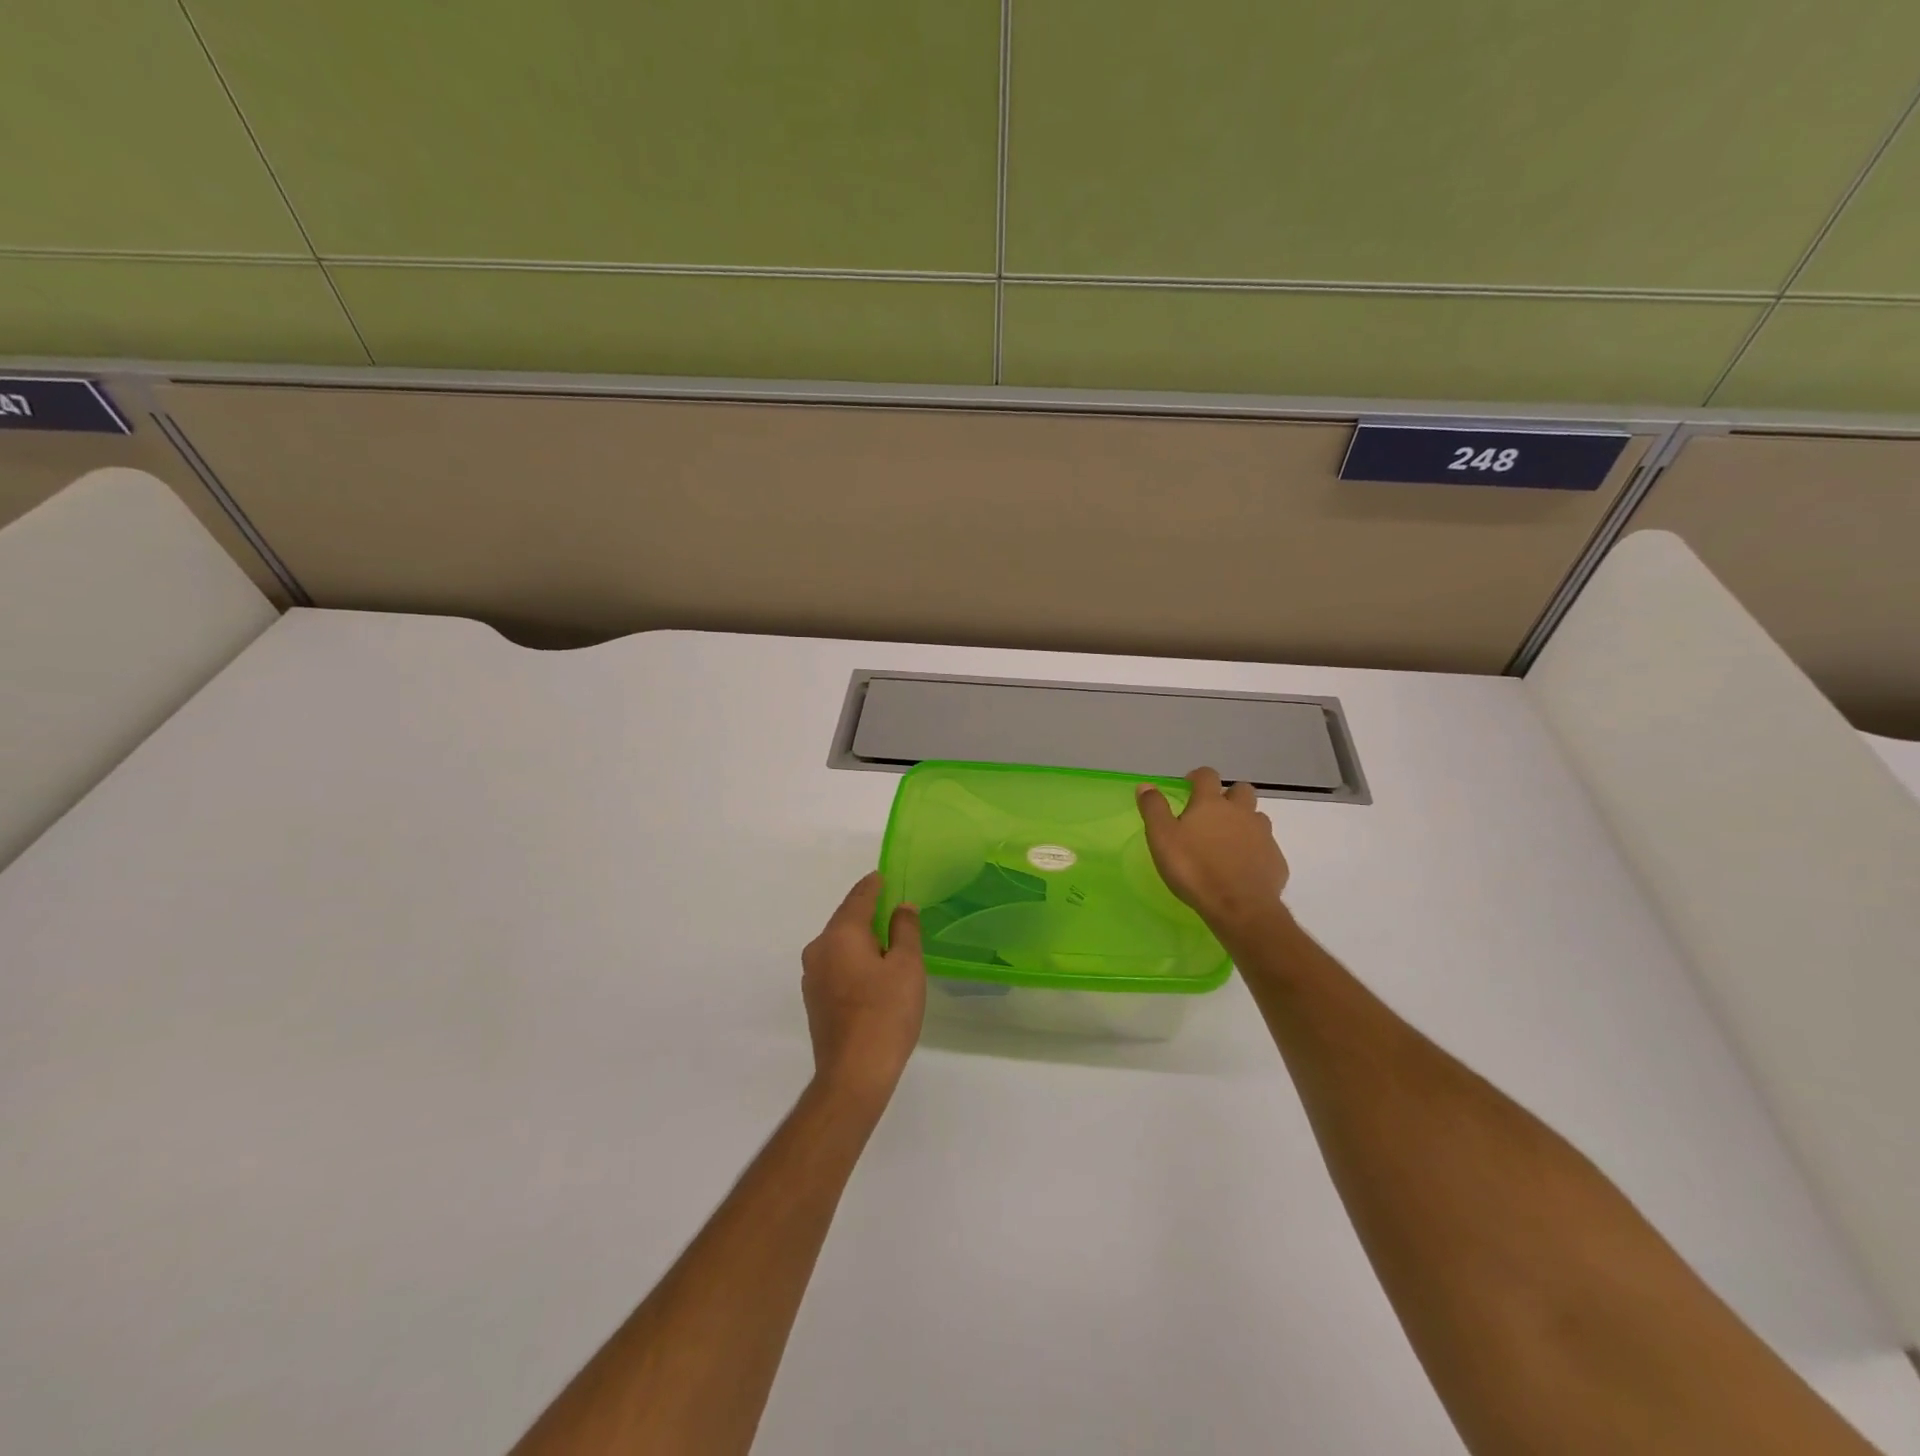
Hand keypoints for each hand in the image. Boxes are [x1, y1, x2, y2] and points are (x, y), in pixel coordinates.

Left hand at [801, 873, 925, 1103]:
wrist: (854, 1075)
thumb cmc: (886, 1013)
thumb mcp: (907, 966)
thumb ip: (905, 930)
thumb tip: (902, 907)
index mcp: (840, 935)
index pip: (858, 898)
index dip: (873, 885)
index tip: (884, 876)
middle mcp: (818, 949)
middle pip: (845, 920)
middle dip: (867, 913)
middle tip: (892, 909)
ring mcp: (811, 977)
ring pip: (839, 945)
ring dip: (860, 940)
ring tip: (886, 942)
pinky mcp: (814, 1000)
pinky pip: (835, 966)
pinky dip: (853, 960)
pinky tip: (871, 972)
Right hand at [1137, 768, 1289, 936]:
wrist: (1240, 907)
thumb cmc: (1194, 869)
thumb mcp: (1162, 838)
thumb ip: (1153, 809)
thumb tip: (1146, 785)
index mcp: (1211, 804)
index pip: (1207, 776)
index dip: (1198, 777)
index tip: (1189, 786)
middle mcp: (1241, 812)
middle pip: (1241, 790)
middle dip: (1228, 795)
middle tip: (1212, 813)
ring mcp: (1263, 835)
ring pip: (1257, 817)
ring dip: (1244, 822)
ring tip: (1228, 841)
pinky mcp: (1276, 860)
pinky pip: (1266, 847)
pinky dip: (1255, 850)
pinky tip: (1243, 867)